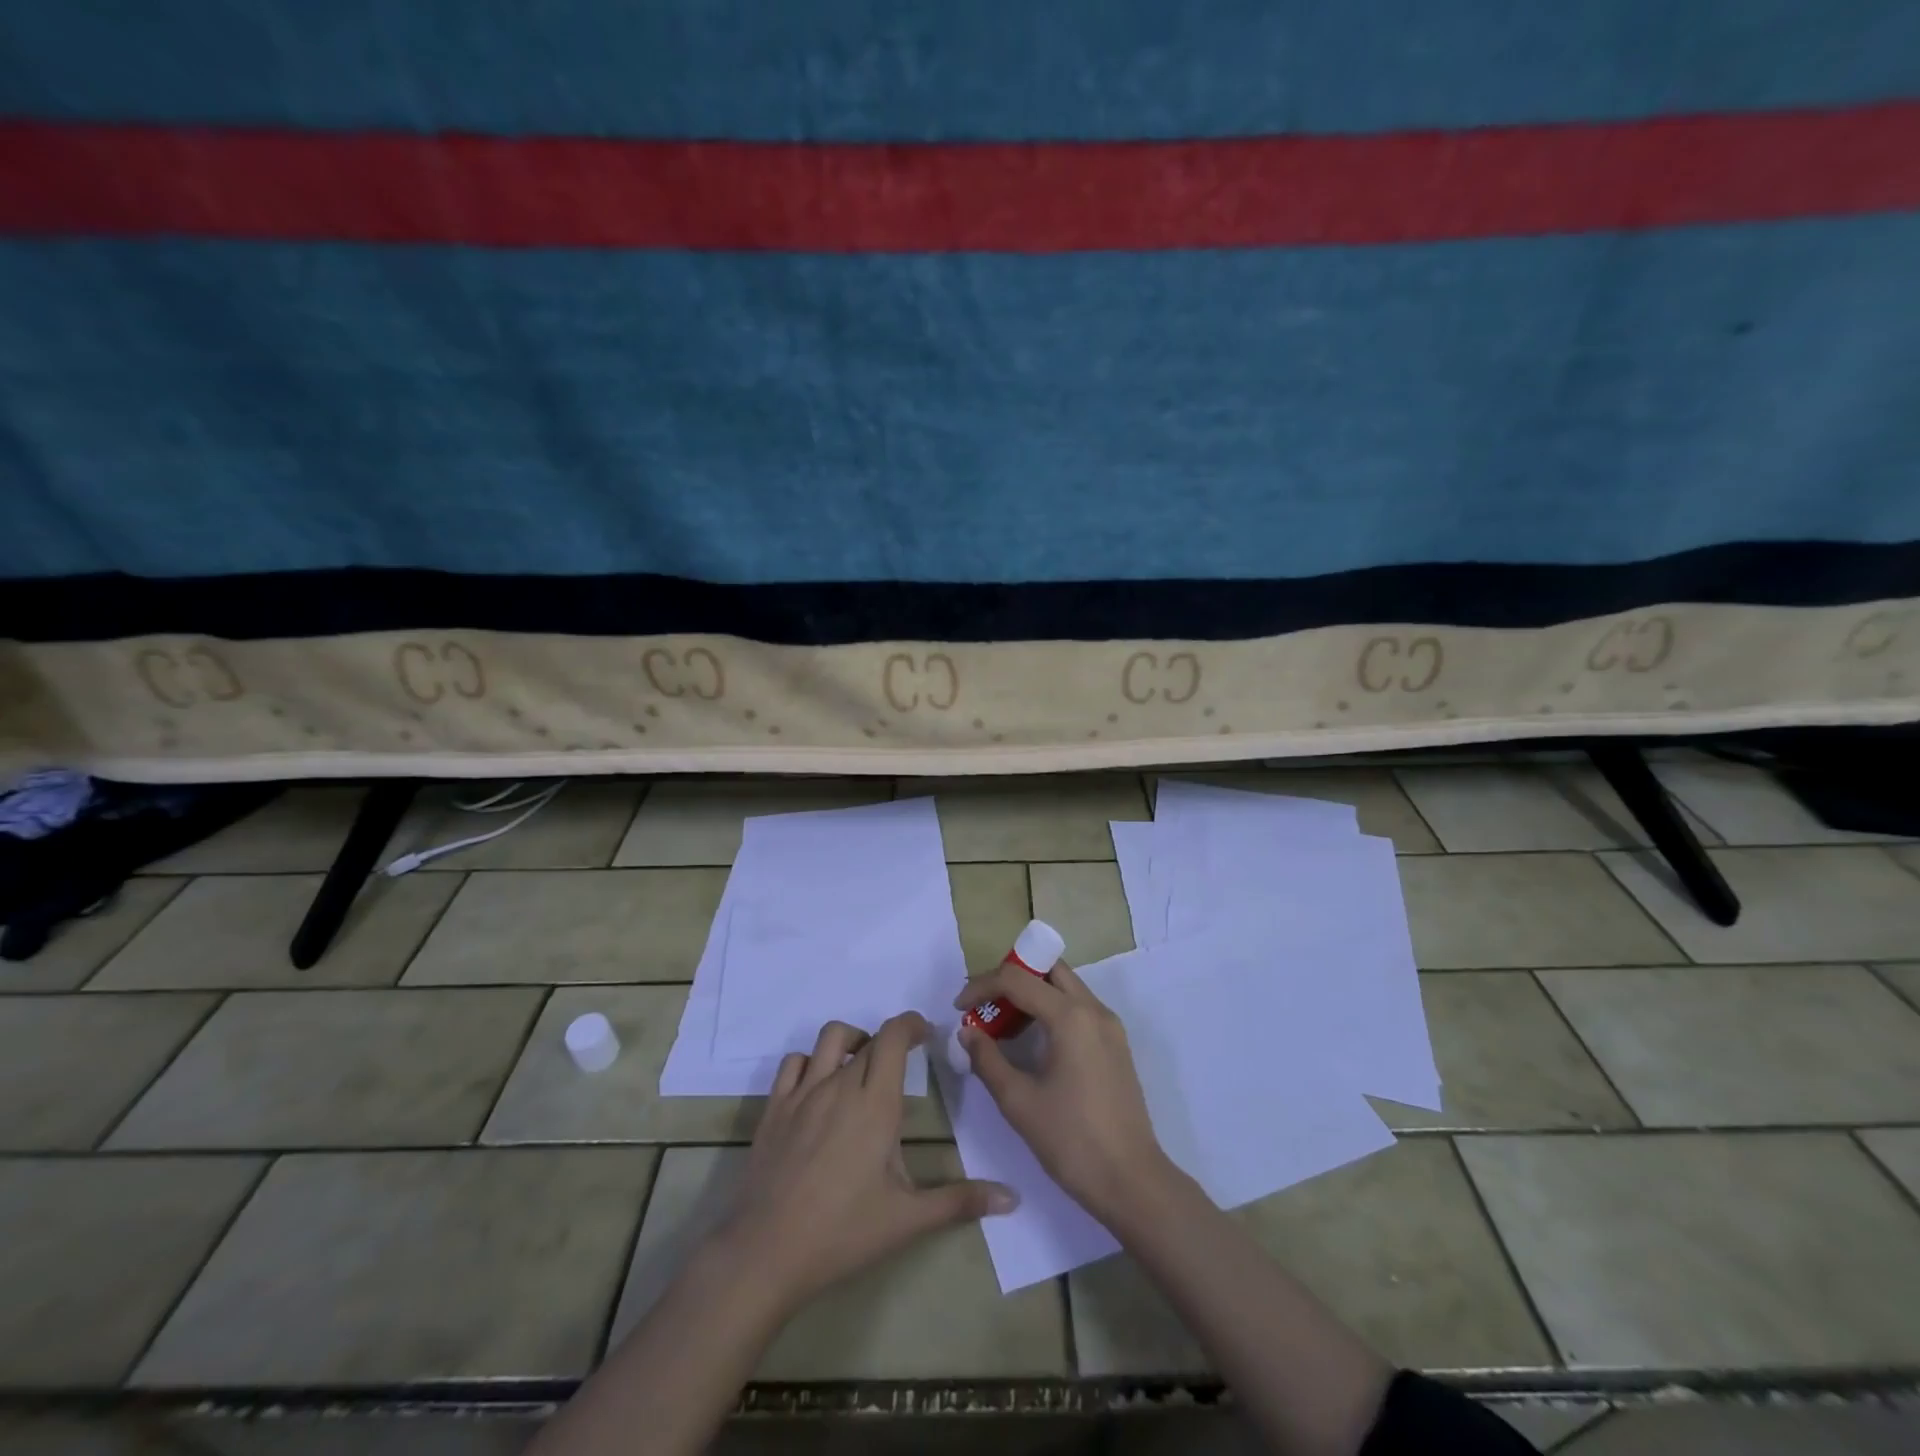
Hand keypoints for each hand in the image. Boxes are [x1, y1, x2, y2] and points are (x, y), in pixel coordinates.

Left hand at [712, 1013, 1016, 1313]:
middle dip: (890, 1041)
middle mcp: (841, 1084)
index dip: (912, 1024)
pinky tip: (818, 1087)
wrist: (766, 1252)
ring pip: (829, 1039)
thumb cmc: (843, 1233)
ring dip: (851, 1041)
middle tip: (903, 1063)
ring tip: (861, 1066)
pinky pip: (793, 1063)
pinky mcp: (774, 1108)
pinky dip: (811, 1062)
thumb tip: (1013, 1198)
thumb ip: (961, 1201)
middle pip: (868, 1038)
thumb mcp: (908, 1219)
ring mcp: (803, 1093)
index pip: (895, 1036)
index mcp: (876, 1102)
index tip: (926, 1035)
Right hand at [954, 962, 1175, 1222]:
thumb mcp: (1018, 1102)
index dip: (982, 986)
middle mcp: (1094, 1009)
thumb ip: (987, 1060)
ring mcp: (1110, 1026)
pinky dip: (1052, 1009)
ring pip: (1065, 986)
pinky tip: (1034, 1042)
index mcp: (1071, 1016)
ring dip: (1032, 992)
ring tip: (1003, 1024)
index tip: (959, 1008)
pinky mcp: (1116, 1044)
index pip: (1017, 978)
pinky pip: (1078, 1008)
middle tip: (985, 1005)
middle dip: (1011, 978)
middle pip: (1047, 969)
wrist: (1132, 1182)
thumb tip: (967, 1032)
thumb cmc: (1072, 1141)